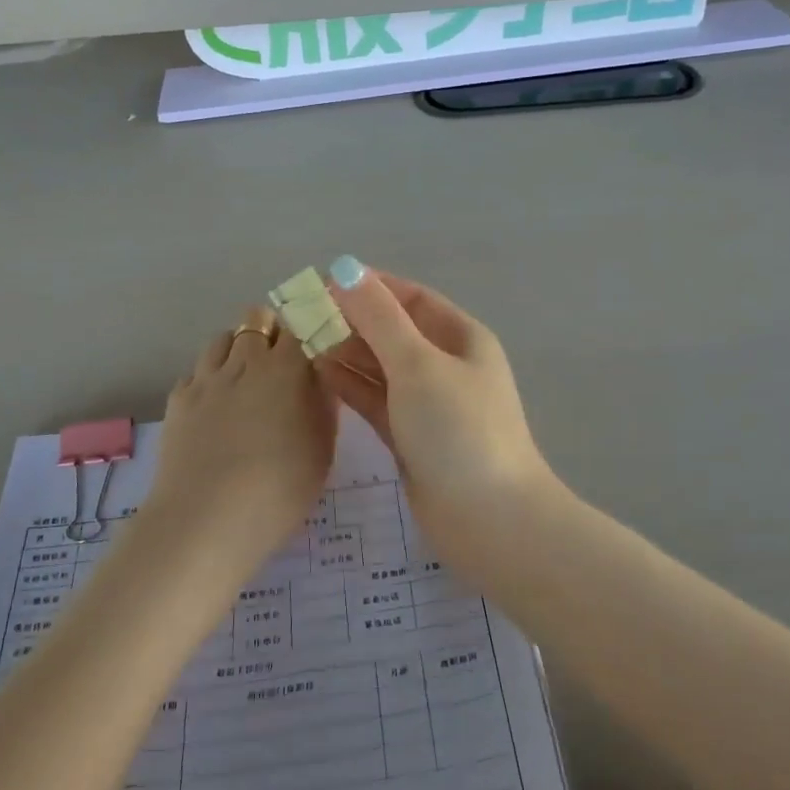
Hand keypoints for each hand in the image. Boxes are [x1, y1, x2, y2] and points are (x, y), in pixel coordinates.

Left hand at [138, 310, 337, 572]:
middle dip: (270, 330)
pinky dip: (209, 378)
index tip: (315, 341)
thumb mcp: (322, 449)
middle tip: (281, 362)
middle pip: (256, 318)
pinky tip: (214, 406)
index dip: (307, 327)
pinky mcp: (178, 399)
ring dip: (237, 348)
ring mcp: (206, 378)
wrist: (207, 520)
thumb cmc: (280, 488)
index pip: (300, 323)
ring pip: (222, 338)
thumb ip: (323, 405)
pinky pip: (196, 372)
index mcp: (287, 368)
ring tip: (245, 378)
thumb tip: (320, 377)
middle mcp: (245, 361)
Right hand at [316, 261, 560, 538]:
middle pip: (393, 331)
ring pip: (381, 367)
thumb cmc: (459, 430)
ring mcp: (428, 404)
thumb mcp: (418, 364)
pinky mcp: (410, 438)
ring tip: (299, 341)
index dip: (369, 287)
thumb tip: (346, 269)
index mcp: (461, 338)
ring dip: (345, 352)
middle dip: (351, 320)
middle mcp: (446, 365)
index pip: (411, 298)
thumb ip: (379, 318)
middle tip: (300, 315)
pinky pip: (375, 400)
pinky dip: (349, 386)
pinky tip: (317, 374)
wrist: (490, 520)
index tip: (322, 283)